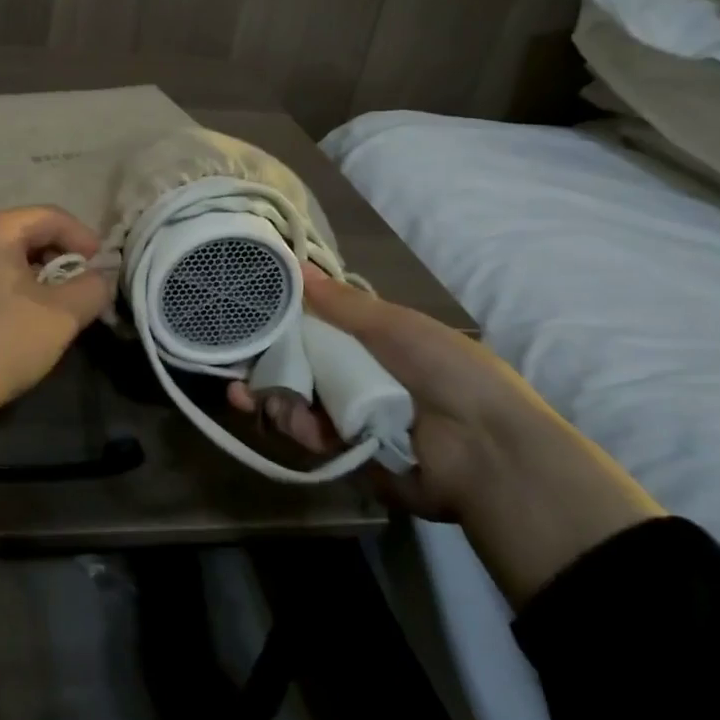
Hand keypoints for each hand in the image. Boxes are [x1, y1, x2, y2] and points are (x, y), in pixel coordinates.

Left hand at [0, 207, 113, 532]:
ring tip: (61, 308)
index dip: (85, 239)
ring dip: (42, 277)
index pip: (51, 216)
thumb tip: (102, 276)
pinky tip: (27, 321)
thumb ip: (92, 288)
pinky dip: (18, 289)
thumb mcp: (60, 315)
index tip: (106, 271)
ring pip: (11, 257)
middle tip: (86, 290)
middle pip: (29, 232)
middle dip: (64, 258)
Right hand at [229, 266, 664, 605]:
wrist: (488, 451)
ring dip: (272, 397)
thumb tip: (298, 263)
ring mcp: (352, 417)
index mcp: (373, 344)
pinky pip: (311, 436)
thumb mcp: (396, 326)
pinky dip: (295, 426)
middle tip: (231, 366)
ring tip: (248, 395)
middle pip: (299, 366)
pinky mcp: (349, 455)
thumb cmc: (447, 372)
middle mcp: (357, 377)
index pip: (317, 327)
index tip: (250, 315)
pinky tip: (284, 417)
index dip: (284, 322)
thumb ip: (342, 302)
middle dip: (264, 365)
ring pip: (297, 401)